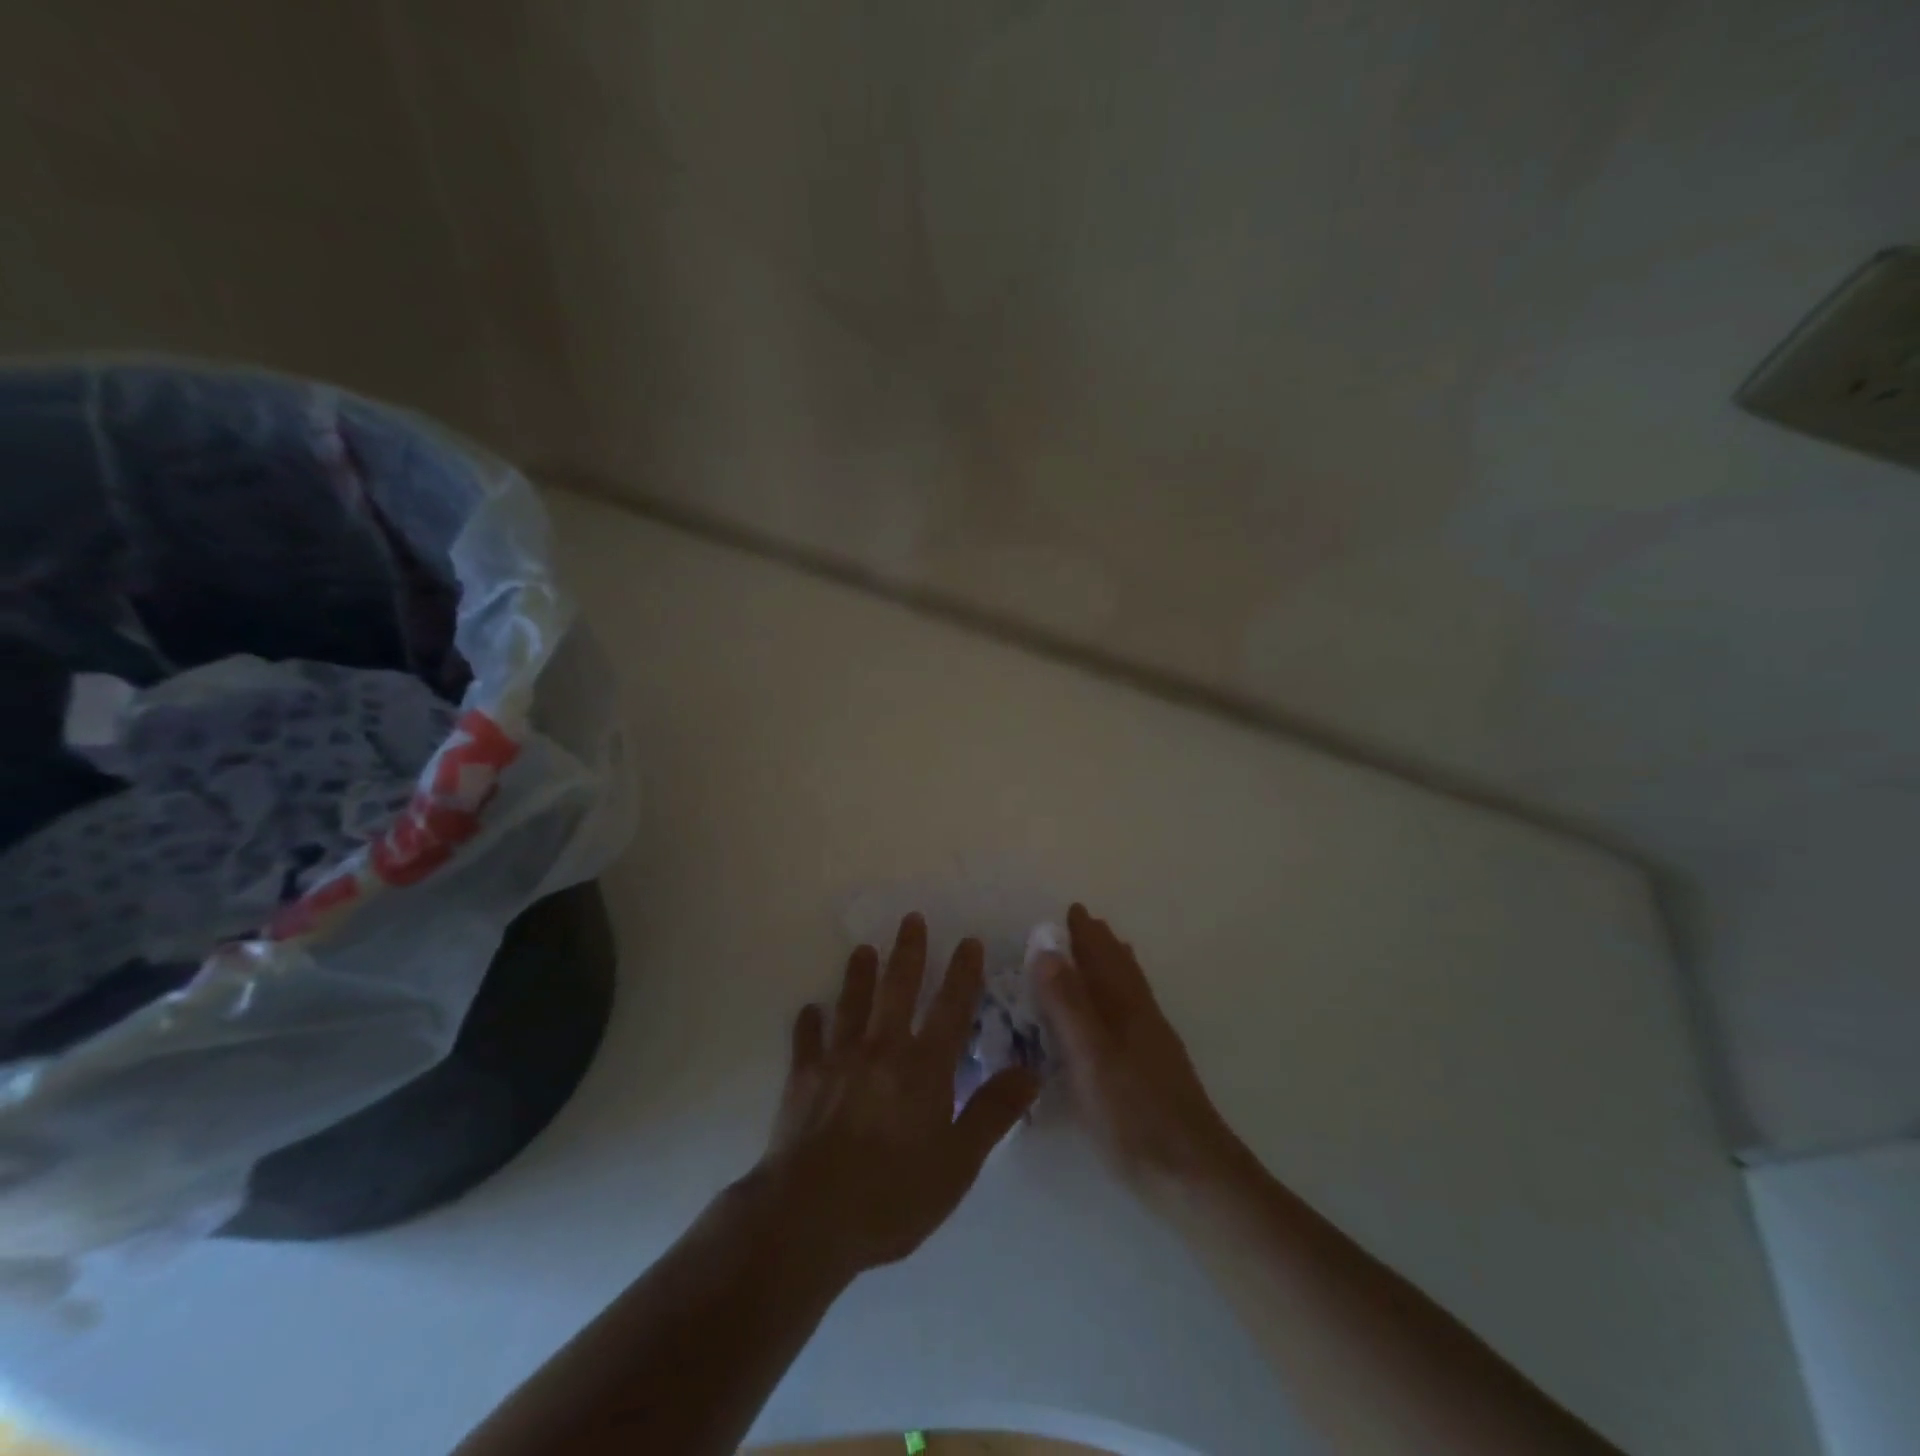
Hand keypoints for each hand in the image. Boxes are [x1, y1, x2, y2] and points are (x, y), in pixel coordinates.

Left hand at [758, 914, 1039, 1280]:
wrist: (809, 1216)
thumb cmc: (892, 1195)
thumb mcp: (958, 1164)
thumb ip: (993, 1113)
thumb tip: (1031, 1071)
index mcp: (924, 1067)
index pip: (951, 1007)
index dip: (962, 972)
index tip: (968, 940)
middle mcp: (882, 1048)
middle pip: (898, 988)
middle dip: (908, 951)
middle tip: (911, 918)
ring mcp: (838, 1059)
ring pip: (852, 1003)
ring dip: (859, 974)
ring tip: (863, 949)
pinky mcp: (802, 1077)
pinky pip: (806, 1040)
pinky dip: (809, 1022)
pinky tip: (810, 1009)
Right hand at [1037, 904, 1245, 1195]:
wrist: (1193, 1175)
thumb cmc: (1133, 1115)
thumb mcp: (1089, 1058)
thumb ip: (1067, 1004)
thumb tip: (1045, 948)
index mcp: (1123, 1008)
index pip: (1101, 959)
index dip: (1085, 935)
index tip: (1071, 909)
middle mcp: (1142, 1017)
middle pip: (1121, 969)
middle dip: (1101, 944)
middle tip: (1085, 923)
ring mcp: (1154, 1044)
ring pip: (1133, 990)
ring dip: (1117, 965)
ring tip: (1109, 951)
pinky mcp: (1158, 1069)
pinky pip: (1137, 1013)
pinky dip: (1126, 995)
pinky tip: (1123, 1015)